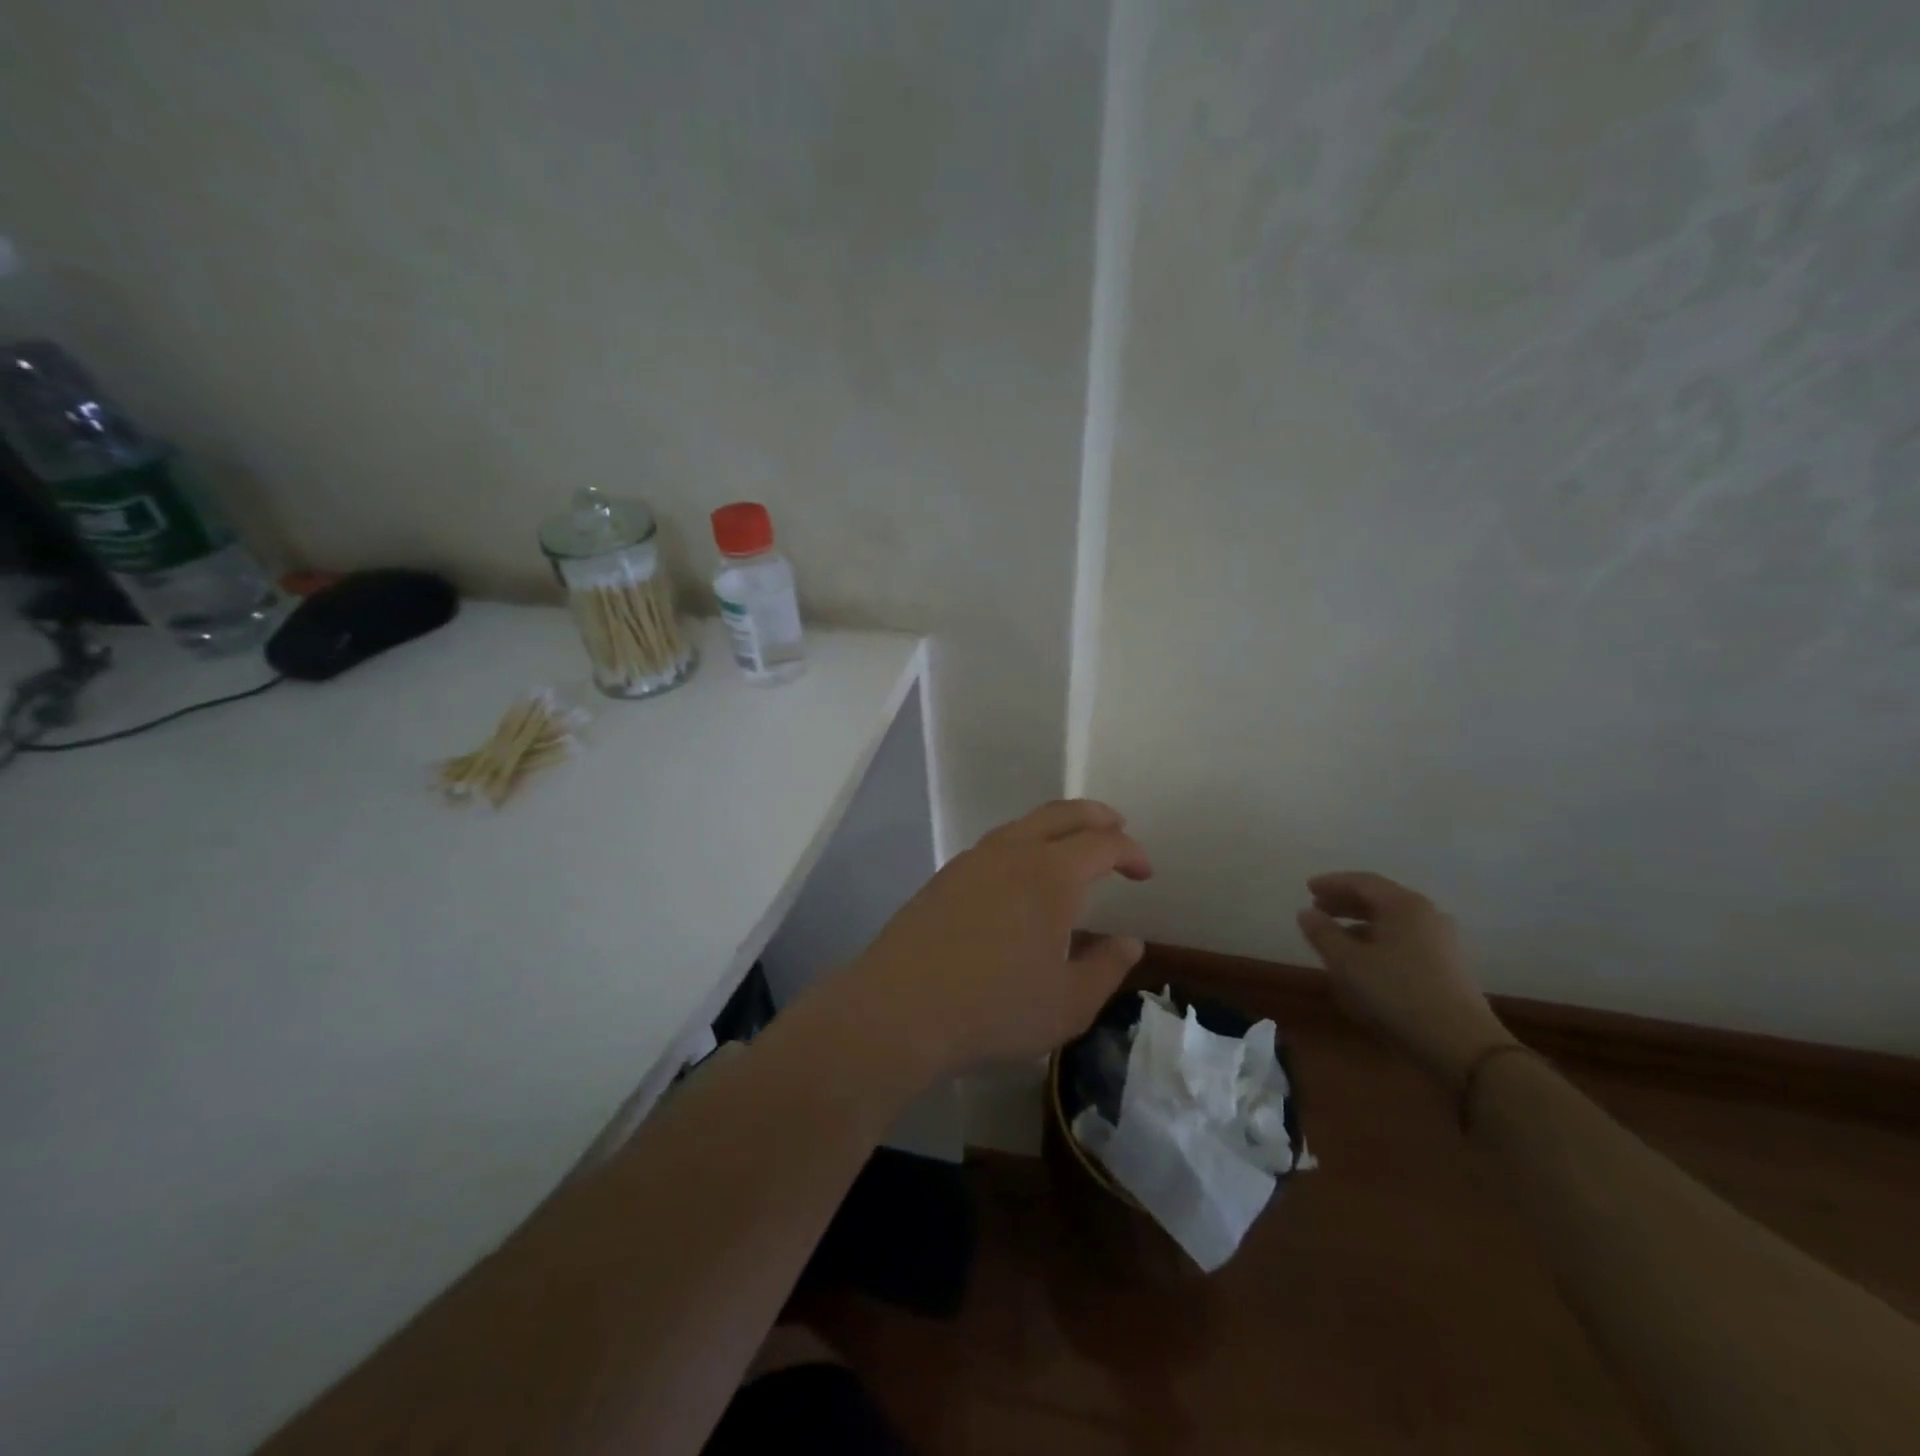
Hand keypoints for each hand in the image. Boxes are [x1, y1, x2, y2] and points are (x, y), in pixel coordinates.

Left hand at [835, 800, 1152, 1081]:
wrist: (900, 1009)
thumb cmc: (994, 1010)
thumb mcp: (1068, 1004)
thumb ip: (1106, 969)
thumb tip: (1130, 942)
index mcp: (1050, 875)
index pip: (1102, 844)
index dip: (1130, 851)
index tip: (1144, 872)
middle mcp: (1012, 853)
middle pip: (1061, 814)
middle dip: (1095, 817)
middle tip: (1116, 829)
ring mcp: (972, 861)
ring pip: (1022, 825)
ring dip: (1055, 828)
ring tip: (1070, 850)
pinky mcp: (944, 877)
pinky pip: (995, 846)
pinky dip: (1023, 846)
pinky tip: (1020, 878)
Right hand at [1296, 871, 1515, 1089]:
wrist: (1460, 1045)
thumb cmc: (1396, 993)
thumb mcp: (1346, 962)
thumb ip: (1322, 933)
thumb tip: (1306, 913)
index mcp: (1404, 905)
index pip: (1362, 882)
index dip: (1332, 883)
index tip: (1308, 889)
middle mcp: (1426, 916)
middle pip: (1380, 899)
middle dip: (1346, 903)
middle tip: (1318, 909)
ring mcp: (1441, 942)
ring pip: (1392, 923)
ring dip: (1361, 925)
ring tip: (1336, 937)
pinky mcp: (1446, 968)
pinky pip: (1404, 942)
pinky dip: (1378, 943)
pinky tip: (1363, 962)